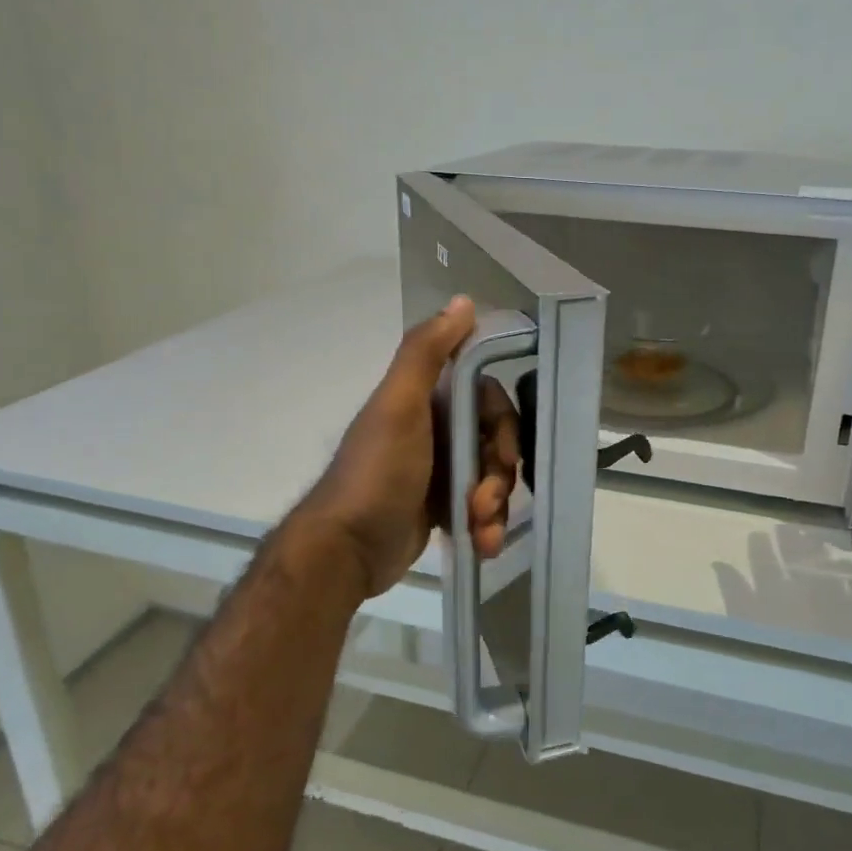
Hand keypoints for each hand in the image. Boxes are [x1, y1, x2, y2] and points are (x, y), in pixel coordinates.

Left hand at [299, 297, 520, 597]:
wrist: (348, 550)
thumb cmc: (377, 473)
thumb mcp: (399, 406)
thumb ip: (426, 352)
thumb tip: (464, 300)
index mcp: (427, 399)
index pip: (487, 396)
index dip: (502, 422)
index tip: (503, 451)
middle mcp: (436, 428)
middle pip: (496, 438)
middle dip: (500, 471)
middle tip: (487, 499)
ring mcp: (441, 470)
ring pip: (493, 475)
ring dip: (496, 504)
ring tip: (482, 529)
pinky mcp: (443, 507)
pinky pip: (482, 507)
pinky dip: (488, 525)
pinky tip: (483, 545)